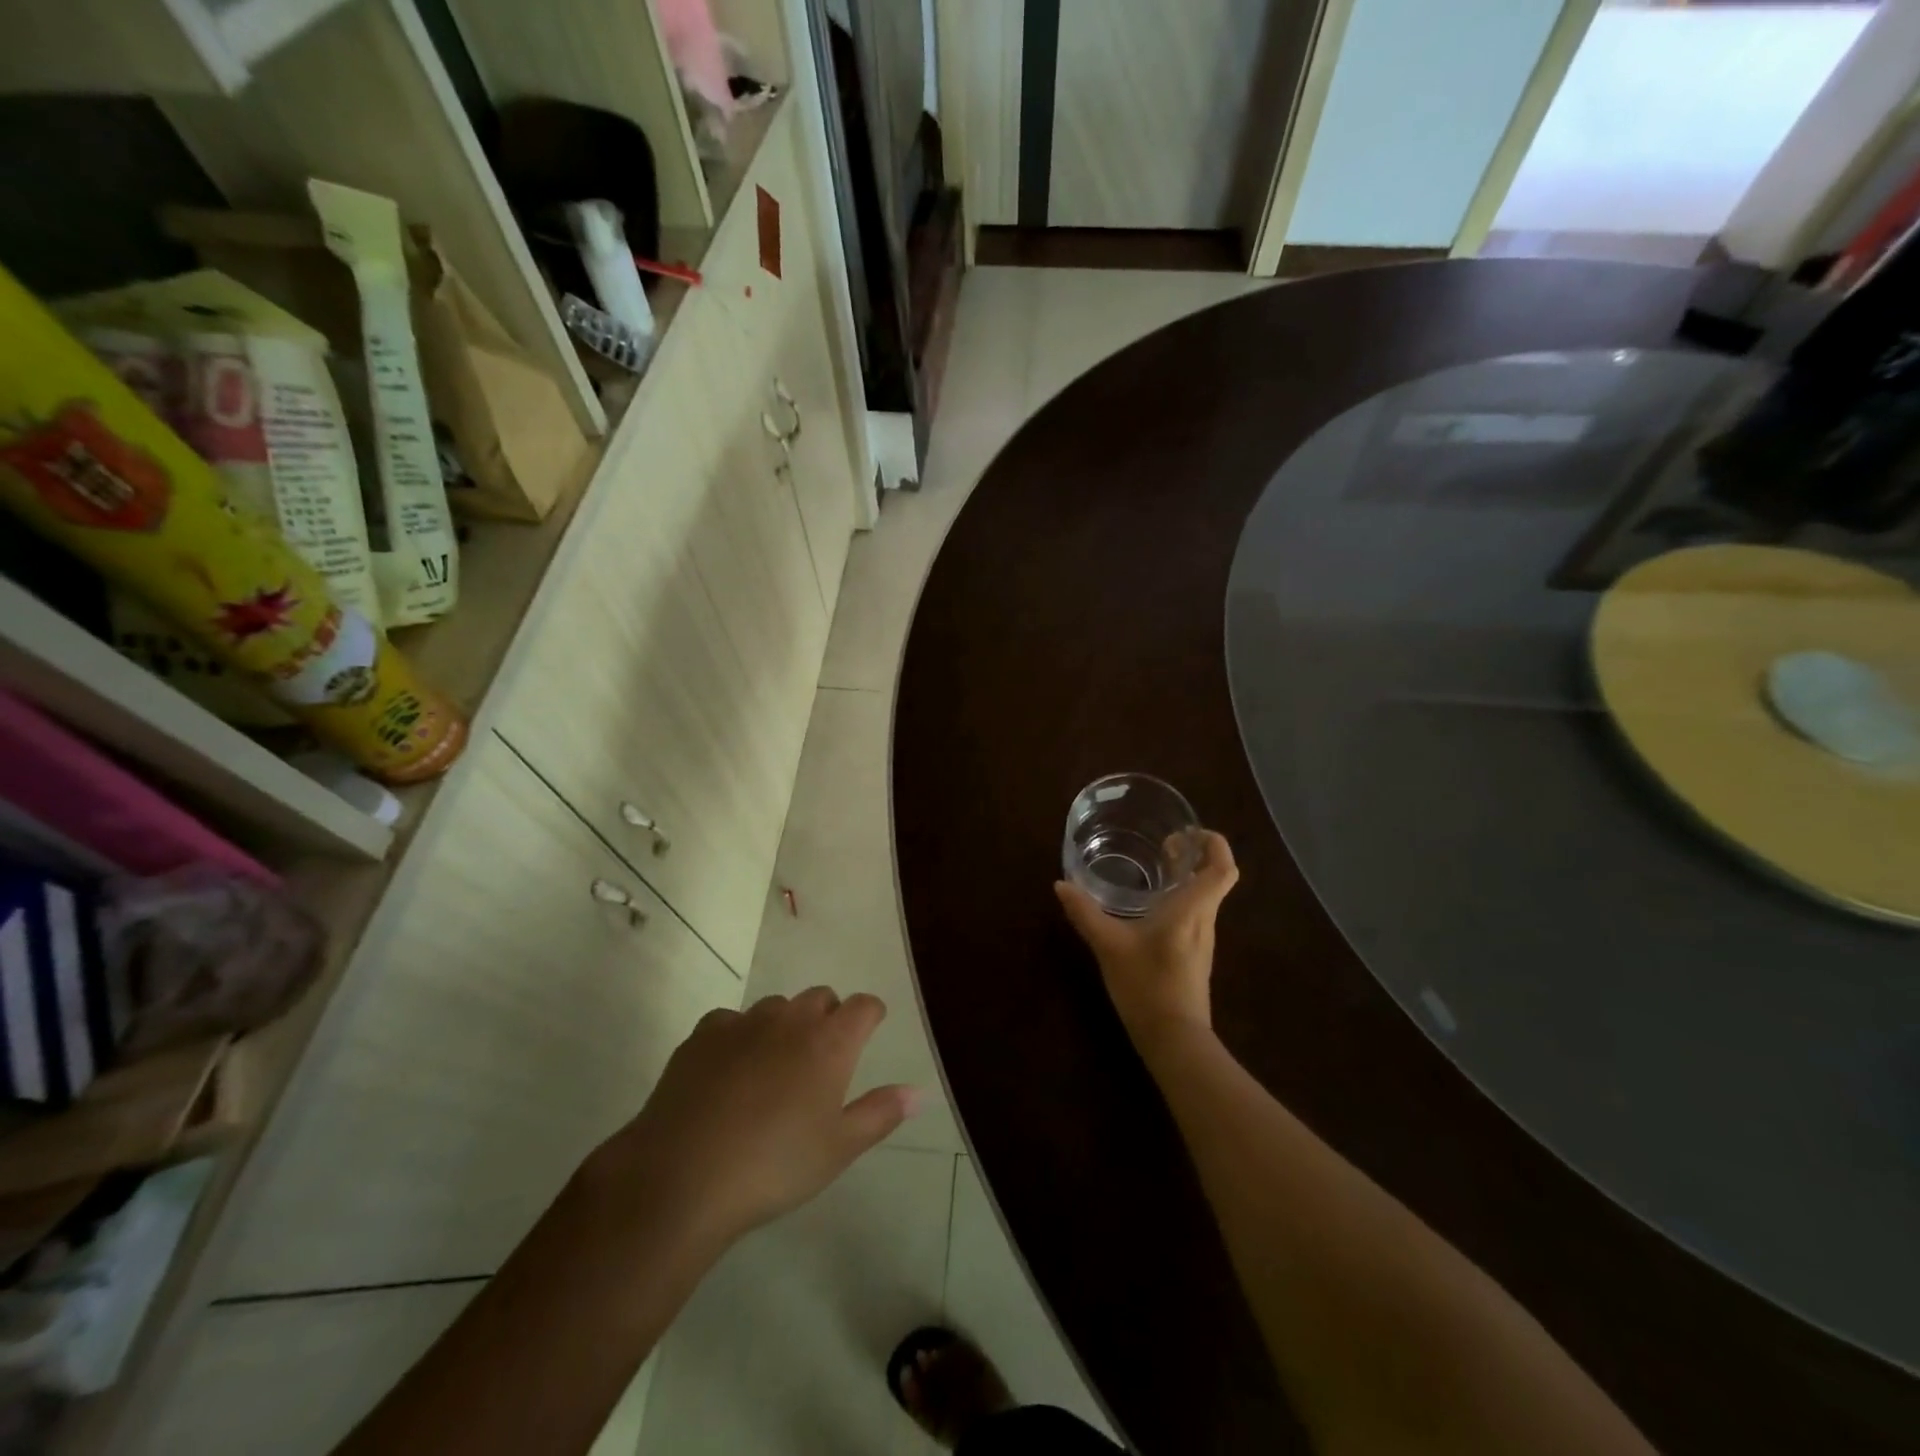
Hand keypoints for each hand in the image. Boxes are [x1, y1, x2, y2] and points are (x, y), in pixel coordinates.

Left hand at [590, 989, 919, 1246]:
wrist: (681, 1176)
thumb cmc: (774, 1166)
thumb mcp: (838, 1149)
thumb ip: (880, 1113)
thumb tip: (918, 1091)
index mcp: (829, 1042)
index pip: (863, 1006)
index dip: (870, 1015)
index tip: (870, 1029)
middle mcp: (790, 1020)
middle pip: (820, 997)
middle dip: (828, 1016)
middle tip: (822, 1057)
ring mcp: (743, 1023)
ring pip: (776, 1007)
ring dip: (785, 1024)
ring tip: (775, 1066)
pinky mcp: (703, 1035)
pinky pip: (731, 1021)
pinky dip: (739, 1036)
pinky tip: (729, 1071)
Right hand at [1055, 830, 1238, 1047]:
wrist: (1174, 1039)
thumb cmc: (1147, 985)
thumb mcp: (1109, 945)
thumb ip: (1085, 913)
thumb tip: (1061, 884)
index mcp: (1192, 909)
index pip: (1222, 867)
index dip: (1213, 843)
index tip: (1188, 833)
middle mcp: (1204, 920)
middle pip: (1215, 879)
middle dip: (1195, 856)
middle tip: (1164, 846)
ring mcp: (1202, 940)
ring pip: (1205, 898)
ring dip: (1187, 879)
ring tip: (1155, 870)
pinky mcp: (1194, 956)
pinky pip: (1195, 916)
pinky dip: (1180, 901)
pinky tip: (1151, 909)